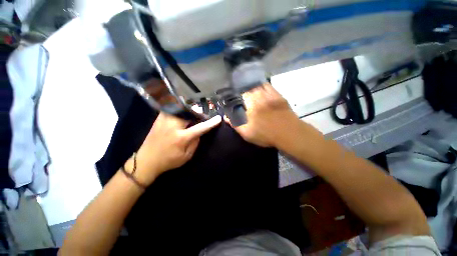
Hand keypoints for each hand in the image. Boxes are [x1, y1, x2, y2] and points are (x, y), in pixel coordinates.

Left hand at [126, 113, 221, 185]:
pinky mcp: (159, 119)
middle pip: (189, 113)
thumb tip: (200, 131)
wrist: (146, 161)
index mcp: (181, 138)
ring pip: (180, 109)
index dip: (210, 123)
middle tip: (203, 114)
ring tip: (193, 112)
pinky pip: (171, 109)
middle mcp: (172, 126)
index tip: (218, 118)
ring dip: (189, 109)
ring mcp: (164, 120)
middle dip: (198, 112)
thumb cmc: (169, 161)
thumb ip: (195, 142)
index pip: (200, 128)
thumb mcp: (187, 156)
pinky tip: (182, 111)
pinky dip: (179, 108)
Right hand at [226, 83, 298, 146]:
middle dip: (242, 92)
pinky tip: (260, 87)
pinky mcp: (277, 95)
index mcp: (250, 106)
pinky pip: (268, 86)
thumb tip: (225, 117)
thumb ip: (235, 125)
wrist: (289, 133)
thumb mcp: (248, 133)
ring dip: (251, 87)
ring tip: (248, 91)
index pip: (239, 96)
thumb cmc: (266, 135)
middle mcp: (259, 97)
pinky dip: (262, 85)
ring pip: (257, 86)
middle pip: (247, 89)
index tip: (234, 100)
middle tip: (241, 96)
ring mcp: (269, 95)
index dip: (235, 97)